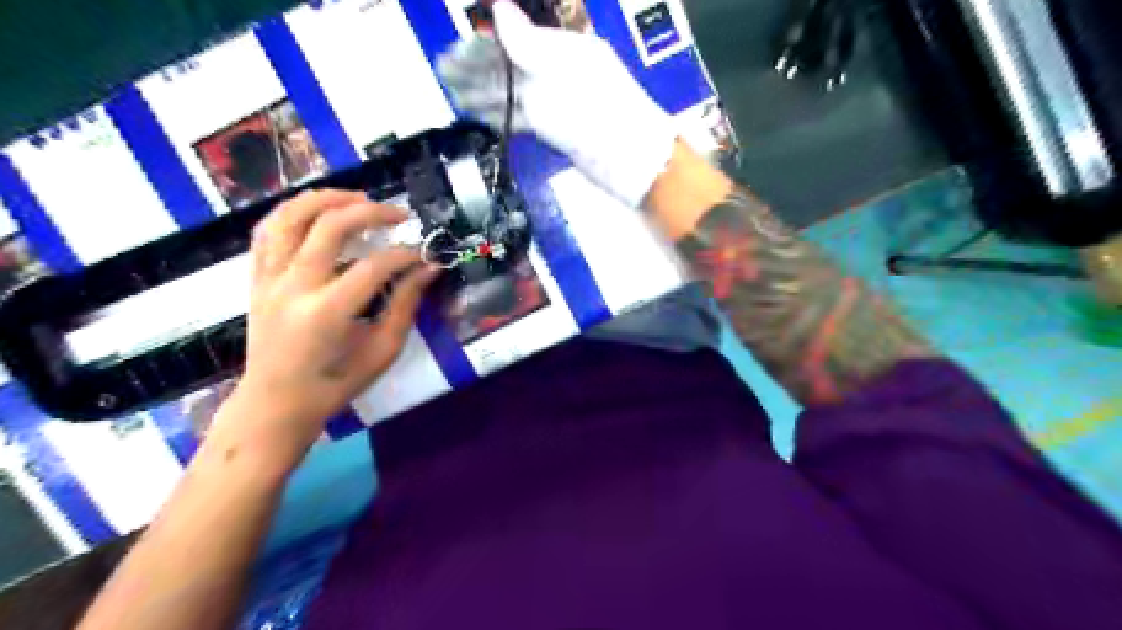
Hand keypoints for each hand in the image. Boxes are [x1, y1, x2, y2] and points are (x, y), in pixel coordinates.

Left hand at [212, 190, 439, 459]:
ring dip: (327, 199)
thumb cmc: (335, 385)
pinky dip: (293, 212)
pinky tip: (318, 211)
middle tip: (399, 215)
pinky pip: (268, 231)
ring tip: (358, 198)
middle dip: (372, 212)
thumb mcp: (382, 351)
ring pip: (290, 216)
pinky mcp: (256, 278)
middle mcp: (293, 288)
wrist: (275, 404)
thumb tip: (429, 269)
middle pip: (330, 226)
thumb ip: (405, 305)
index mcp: (327, 313)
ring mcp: (268, 280)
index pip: (373, 266)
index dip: (405, 254)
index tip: (424, 255)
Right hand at [436, 3, 673, 208]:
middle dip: (476, 72)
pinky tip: (485, 118)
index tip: (451, 55)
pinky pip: (526, 118)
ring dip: (485, 96)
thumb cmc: (598, 116)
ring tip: (456, 99)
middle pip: (511, 68)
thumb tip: (500, 8)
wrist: (633, 162)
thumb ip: (526, 46)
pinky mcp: (561, 130)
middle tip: (445, 77)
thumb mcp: (559, 76)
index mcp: (561, 51)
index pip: (513, 42)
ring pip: (515, 94)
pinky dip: (504, 117)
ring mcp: (560, 103)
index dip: (480, 47)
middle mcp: (559, 73)